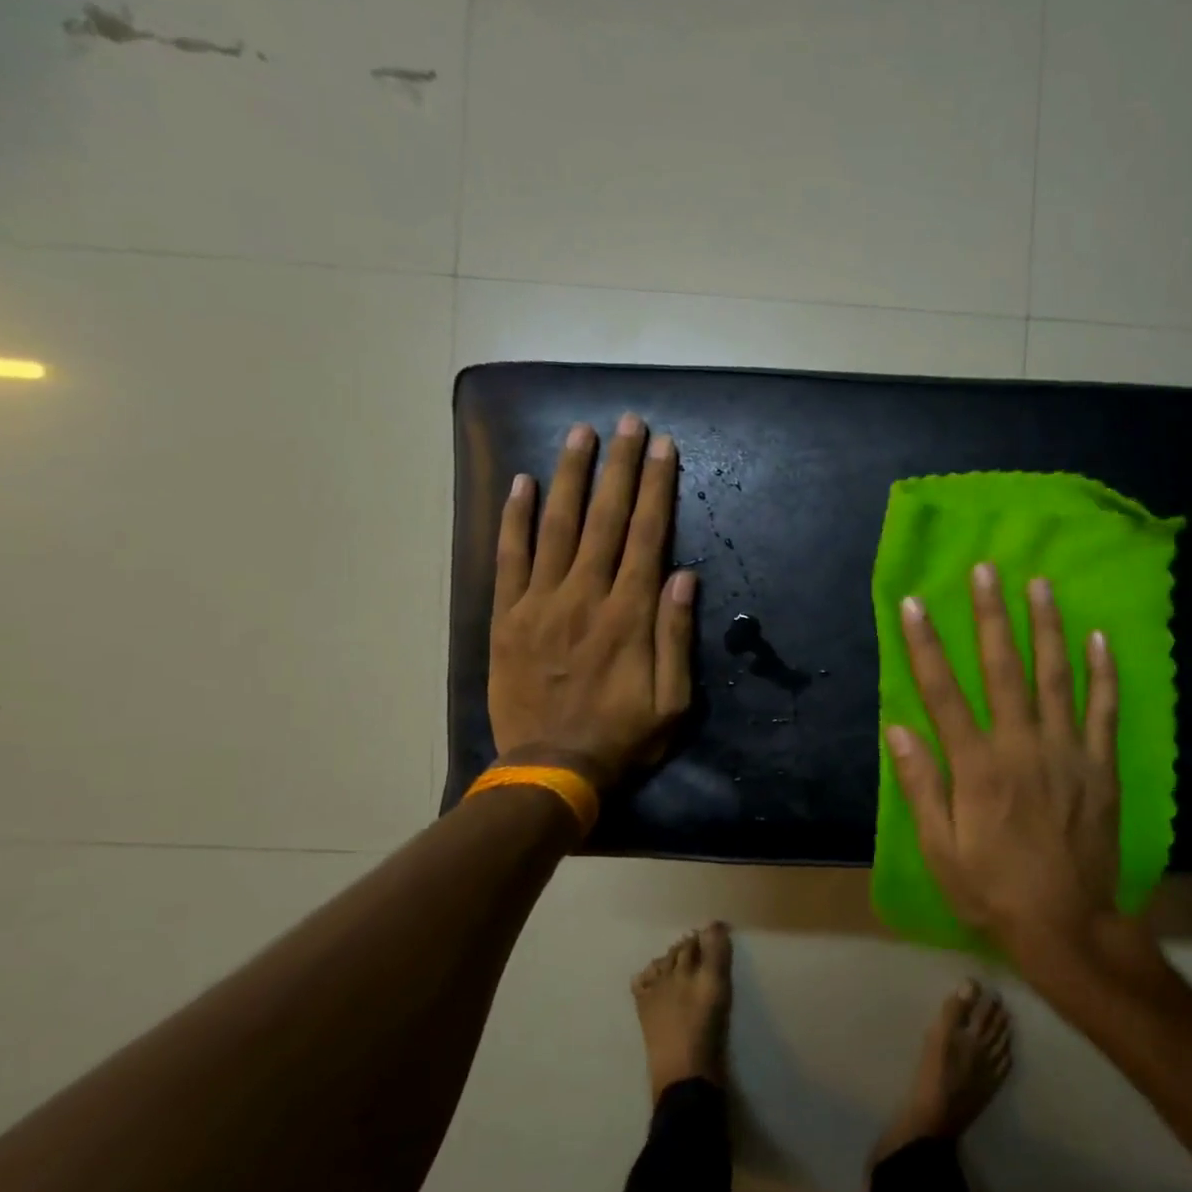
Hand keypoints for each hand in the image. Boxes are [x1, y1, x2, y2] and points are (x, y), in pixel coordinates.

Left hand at [487, 415, 696, 787]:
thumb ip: (676, 635)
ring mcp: (541, 603)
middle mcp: (585, 596)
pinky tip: (522, 483)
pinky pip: (509, 557)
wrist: (551, 768)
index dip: (657, 488)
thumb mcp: (673, 700)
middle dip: (620, 467)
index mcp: (629, 614)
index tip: (663, 447)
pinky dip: (514, 518)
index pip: (647, 536)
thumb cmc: (622, 737)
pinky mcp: (508, 617)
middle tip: (627, 422)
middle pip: (606, 519)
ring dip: (570, 477)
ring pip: (557, 526)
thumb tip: (684, 575)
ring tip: (581, 435)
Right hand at [886, 563, 1139, 963]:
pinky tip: (1098, 638)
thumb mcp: (940, 850)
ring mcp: (1067, 753)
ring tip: (1039, 584)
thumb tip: (900, 729)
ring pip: (1056, 677)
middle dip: (991, 616)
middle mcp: (1022, 747)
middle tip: (986, 570)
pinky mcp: (1100, 767)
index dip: (926, 646)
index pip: (943, 693)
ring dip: (1046, 627)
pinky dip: (1102, 673)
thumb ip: (922, 786)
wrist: (1067, 926)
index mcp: (977, 767)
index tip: (915, 604)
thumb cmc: (993, 889)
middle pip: (1003, 669)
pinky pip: (1104, 710)